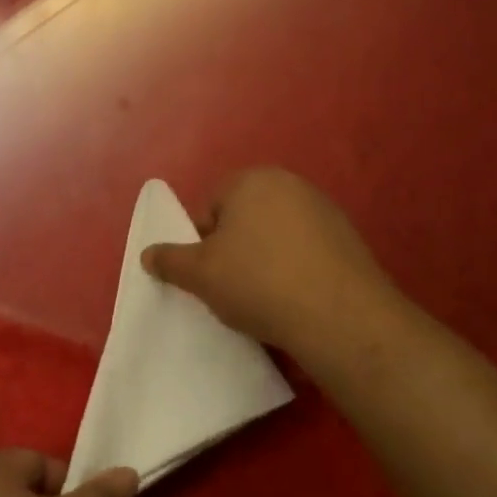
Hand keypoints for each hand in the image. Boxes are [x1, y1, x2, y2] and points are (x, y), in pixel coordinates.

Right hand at [142, 167, 400, 361]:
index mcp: (251, 180)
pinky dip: (294, 271)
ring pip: (274, 237)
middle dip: (233, 250)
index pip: (209, 208)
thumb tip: (147, 254)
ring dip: (264, 261)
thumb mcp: (199, 275)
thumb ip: (169, 260)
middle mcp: (290, 184)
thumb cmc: (257, 282)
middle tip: (231, 288)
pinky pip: (305, 253)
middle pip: (243, 220)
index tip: (207, 275)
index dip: (201, 244)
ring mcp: (324, 210)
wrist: (339, 316)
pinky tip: (294, 300)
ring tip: (264, 299)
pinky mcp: (349, 239)